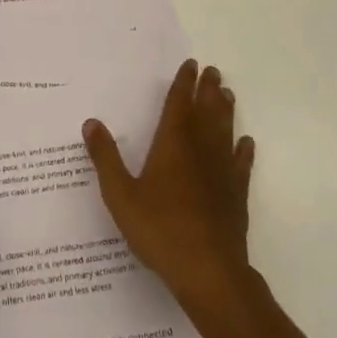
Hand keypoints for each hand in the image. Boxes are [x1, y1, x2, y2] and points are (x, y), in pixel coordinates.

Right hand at [83, 59, 255, 320]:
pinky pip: (241, 164)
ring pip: (225, 132)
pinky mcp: (237, 195)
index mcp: (172, 144)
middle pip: (206, 112)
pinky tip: (245, 143)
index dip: (183, 83)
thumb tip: (91, 122)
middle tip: (213, 71)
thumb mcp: (120, 195)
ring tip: (227, 94)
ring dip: (226, 111)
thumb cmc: (160, 230)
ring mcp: (222, 173)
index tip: (191, 65)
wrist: (209, 272)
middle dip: (208, 90)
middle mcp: (200, 150)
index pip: (179, 104)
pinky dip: (243, 151)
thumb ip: (105, 158)